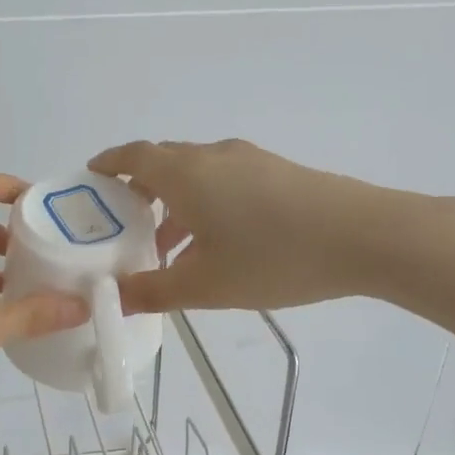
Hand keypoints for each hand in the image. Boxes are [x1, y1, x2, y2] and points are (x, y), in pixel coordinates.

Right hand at [88, 139, 396, 313]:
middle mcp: (212, 156)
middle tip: (122, 225)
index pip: (133, 156)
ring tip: (167, 248)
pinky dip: (203, 203)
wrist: (364, 235)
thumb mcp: (206, 285)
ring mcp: (248, 160)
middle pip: (162, 162)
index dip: (107, 164)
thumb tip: (114, 297)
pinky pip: (223, 180)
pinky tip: (216, 243)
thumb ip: (154, 291)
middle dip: (137, 190)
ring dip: (173, 203)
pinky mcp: (276, 171)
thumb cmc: (273, 257)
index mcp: (185, 174)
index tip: (90, 179)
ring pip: (195, 174)